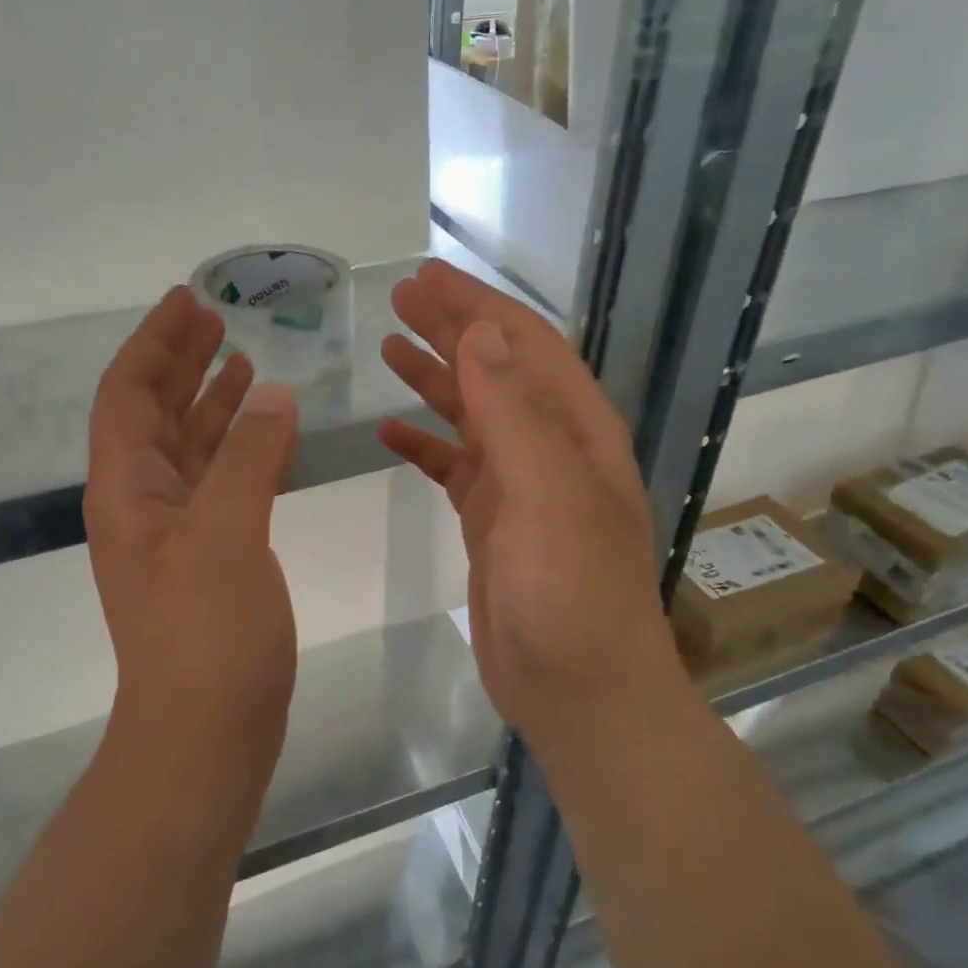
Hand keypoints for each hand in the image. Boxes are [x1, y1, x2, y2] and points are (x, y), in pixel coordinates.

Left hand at [86, 287, 299, 781]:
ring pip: (189, 446)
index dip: (154, 343)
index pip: (128, 394)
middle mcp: (143, 502)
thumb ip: (248, 459)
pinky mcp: (210, 555)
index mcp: (127, 489)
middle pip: (155, 413)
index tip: (187, 301)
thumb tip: (273, 394)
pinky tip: (265, 429)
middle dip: (181, 361)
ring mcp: (176, 531)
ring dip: (210, 400)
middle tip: (216, 317)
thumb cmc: (205, 634)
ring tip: (242, 358)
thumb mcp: (226, 535)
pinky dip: (238, 447)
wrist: (206, 734)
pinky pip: (220, 481)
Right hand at [378, 260, 684, 745]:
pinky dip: (423, 444)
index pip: (524, 345)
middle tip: (398, 299)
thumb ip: (515, 411)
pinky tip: (389, 431)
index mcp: (575, 429)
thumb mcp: (549, 493)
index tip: (422, 277)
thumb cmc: (571, 592)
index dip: (475, 306)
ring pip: (471, 414)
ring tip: (389, 347)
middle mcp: (551, 446)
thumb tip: (481, 331)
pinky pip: (452, 466)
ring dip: (434, 377)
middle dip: (450, 329)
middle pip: (496, 369)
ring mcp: (520, 485)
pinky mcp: (490, 521)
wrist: (578, 690)